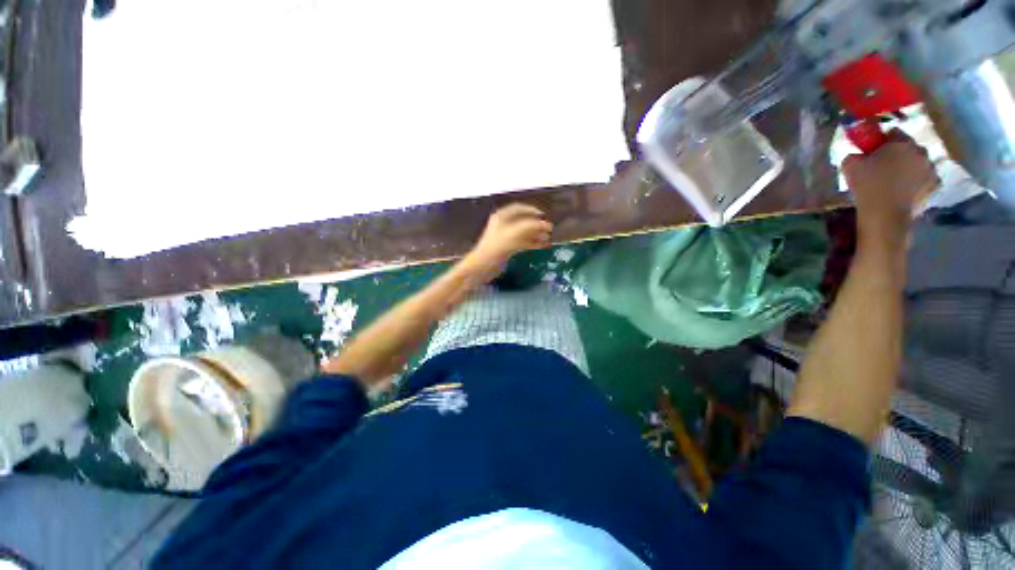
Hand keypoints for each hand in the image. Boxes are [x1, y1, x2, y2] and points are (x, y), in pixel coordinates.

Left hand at [464, 203, 552, 276]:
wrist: (483, 266)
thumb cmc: (497, 246)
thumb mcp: (514, 233)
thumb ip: (531, 226)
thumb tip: (546, 224)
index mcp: (501, 217)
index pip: (518, 208)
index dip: (532, 210)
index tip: (543, 215)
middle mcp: (503, 225)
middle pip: (523, 221)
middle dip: (536, 225)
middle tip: (548, 229)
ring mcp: (505, 237)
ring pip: (524, 233)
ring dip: (536, 235)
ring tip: (548, 238)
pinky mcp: (507, 249)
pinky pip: (522, 243)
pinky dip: (532, 243)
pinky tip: (542, 246)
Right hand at [842, 130, 938, 250]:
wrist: (885, 213)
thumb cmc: (867, 185)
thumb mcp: (850, 165)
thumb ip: (855, 155)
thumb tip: (858, 155)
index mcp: (902, 142)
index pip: (894, 132)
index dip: (883, 140)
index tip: (874, 151)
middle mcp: (921, 151)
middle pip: (909, 147)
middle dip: (899, 154)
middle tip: (884, 167)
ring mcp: (931, 169)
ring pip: (919, 163)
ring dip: (909, 168)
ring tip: (895, 181)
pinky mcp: (935, 185)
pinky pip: (925, 179)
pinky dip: (917, 182)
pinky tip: (905, 190)